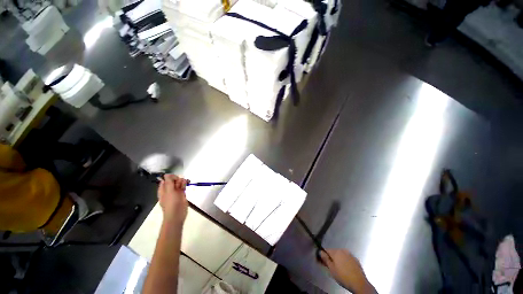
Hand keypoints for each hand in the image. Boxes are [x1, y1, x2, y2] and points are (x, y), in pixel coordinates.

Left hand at [158, 175, 188, 225]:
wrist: (177, 215)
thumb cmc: (171, 203)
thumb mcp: (169, 191)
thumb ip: (168, 182)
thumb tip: (166, 174)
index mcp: (163, 189)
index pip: (166, 179)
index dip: (171, 177)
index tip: (176, 179)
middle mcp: (169, 190)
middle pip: (174, 180)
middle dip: (178, 180)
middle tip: (179, 185)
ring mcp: (176, 192)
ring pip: (179, 183)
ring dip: (182, 182)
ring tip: (184, 185)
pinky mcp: (182, 194)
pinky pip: (183, 187)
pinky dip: (185, 185)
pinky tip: (186, 185)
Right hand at [319, 249, 375, 293]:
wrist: (359, 283)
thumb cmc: (343, 276)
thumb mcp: (332, 269)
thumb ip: (325, 259)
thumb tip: (320, 252)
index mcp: (336, 252)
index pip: (326, 250)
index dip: (322, 255)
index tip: (321, 261)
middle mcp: (343, 250)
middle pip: (333, 252)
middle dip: (330, 258)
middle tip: (329, 267)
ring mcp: (350, 254)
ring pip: (340, 255)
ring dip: (337, 260)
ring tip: (338, 269)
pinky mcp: (355, 259)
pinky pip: (347, 258)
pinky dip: (344, 262)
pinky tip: (345, 269)